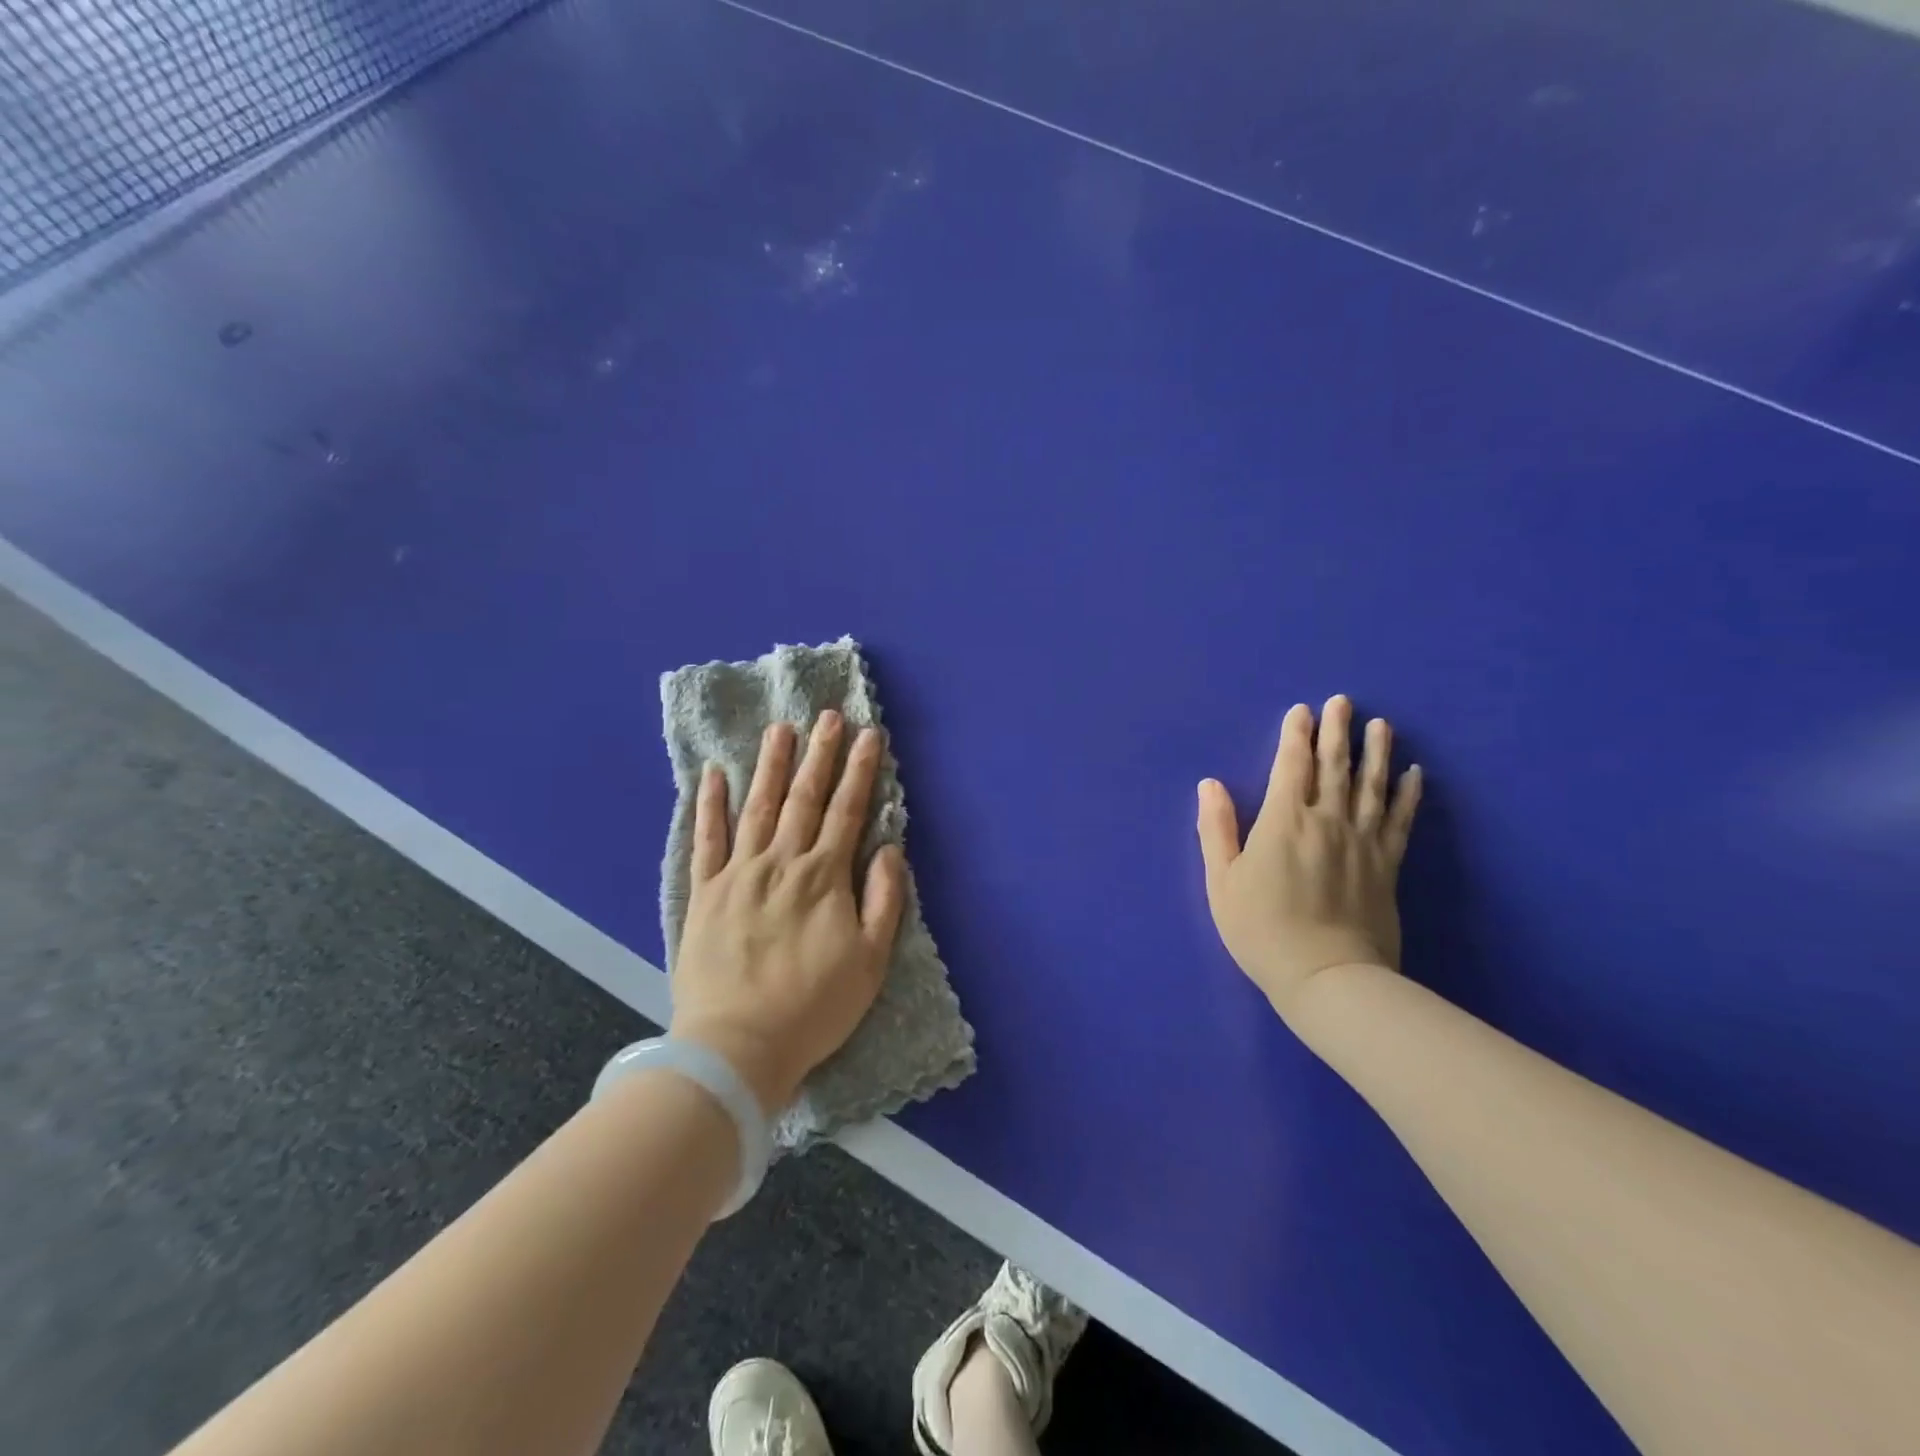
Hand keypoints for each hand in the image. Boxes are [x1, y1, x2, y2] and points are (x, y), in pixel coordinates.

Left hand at [669, 712, 907, 1112]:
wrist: (737, 1046)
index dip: (861, 771)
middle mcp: (782, 862)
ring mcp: (739, 873)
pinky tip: (715, 775)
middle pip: (805, 798)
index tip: (869, 735)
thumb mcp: (870, 961)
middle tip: (828, 716)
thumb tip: (888, 849)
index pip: (847, 811)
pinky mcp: (705, 892)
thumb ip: (883, 899)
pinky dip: (710, 805)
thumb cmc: (813, 1007)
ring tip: (780, 729)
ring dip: (772, 766)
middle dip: (820, 754)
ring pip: (759, 807)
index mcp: (824, 877)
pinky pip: (706, 839)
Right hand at [1196, 695, 1421, 1022]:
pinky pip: (1400, 820)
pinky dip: (1408, 794)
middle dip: (1336, 731)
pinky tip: (1414, 774)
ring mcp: (1362, 841)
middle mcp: (1327, 820)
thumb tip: (1210, 784)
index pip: (1290, 766)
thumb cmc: (1262, 930)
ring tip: (1381, 725)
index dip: (1295, 735)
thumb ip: (1216, 829)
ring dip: (1375, 752)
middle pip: (1333, 766)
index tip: (1302, 710)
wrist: (1327, 977)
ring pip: (1371, 785)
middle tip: (1343, 701)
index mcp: (1283, 822)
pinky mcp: (1387, 865)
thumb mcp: (1222, 882)